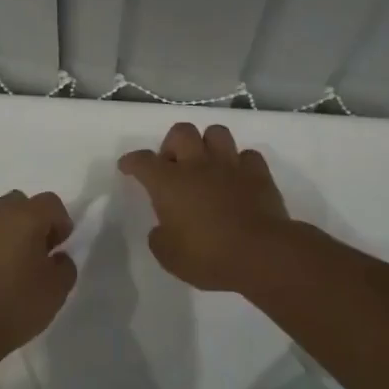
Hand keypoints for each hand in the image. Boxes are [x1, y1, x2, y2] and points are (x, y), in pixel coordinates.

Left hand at [0, 190, 76, 360]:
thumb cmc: (15, 304)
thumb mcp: (56, 290)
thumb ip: (65, 267)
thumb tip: (57, 258)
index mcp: (24, 217)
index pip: (50, 202)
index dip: (61, 222)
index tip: (60, 247)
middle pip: (19, 203)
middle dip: (32, 221)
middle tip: (37, 252)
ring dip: (7, 234)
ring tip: (12, 267)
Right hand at [119, 123, 291, 292]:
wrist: (261, 254)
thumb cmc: (208, 256)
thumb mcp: (169, 256)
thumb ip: (160, 237)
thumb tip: (163, 228)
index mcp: (169, 183)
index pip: (143, 161)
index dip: (132, 161)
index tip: (128, 167)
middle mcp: (197, 165)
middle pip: (181, 132)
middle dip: (173, 144)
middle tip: (174, 167)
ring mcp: (230, 165)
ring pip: (216, 132)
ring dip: (208, 144)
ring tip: (207, 164)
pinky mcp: (258, 174)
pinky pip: (248, 155)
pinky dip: (240, 163)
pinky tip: (238, 178)